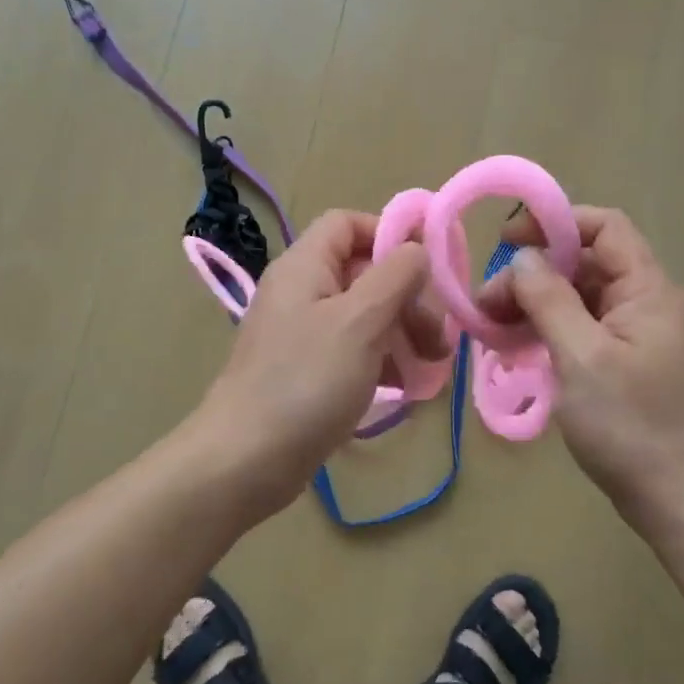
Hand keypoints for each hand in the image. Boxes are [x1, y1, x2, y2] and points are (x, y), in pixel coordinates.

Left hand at [199, 209, 447, 514]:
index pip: (348, 223)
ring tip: (431, 367)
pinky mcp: (305, 370)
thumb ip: (395, 275)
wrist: (245, 460)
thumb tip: (416, 249)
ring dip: (402, 333)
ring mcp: (301, 332)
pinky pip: (351, 350)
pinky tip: (407, 388)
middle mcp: (301, 291)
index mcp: (305, 265)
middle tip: (438, 336)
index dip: (389, 234)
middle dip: (407, 297)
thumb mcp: (361, 321)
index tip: (428, 267)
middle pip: (363, 271)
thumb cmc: (306, 381)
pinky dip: (382, 361)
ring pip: (363, 314)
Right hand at [478, 205, 683, 537]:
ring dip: (532, 303)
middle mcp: (643, 301)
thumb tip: (523, 257)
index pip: (603, 227)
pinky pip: (577, 326)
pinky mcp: (620, 360)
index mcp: (647, 289)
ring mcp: (632, 333)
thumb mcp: (581, 356)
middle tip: (487, 303)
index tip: (506, 241)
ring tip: (491, 326)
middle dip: (531, 273)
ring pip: (575, 296)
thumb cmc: (629, 424)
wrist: (675, 499)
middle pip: (582, 263)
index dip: (554, 223)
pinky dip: (544, 328)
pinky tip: (513, 346)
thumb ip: (549, 299)